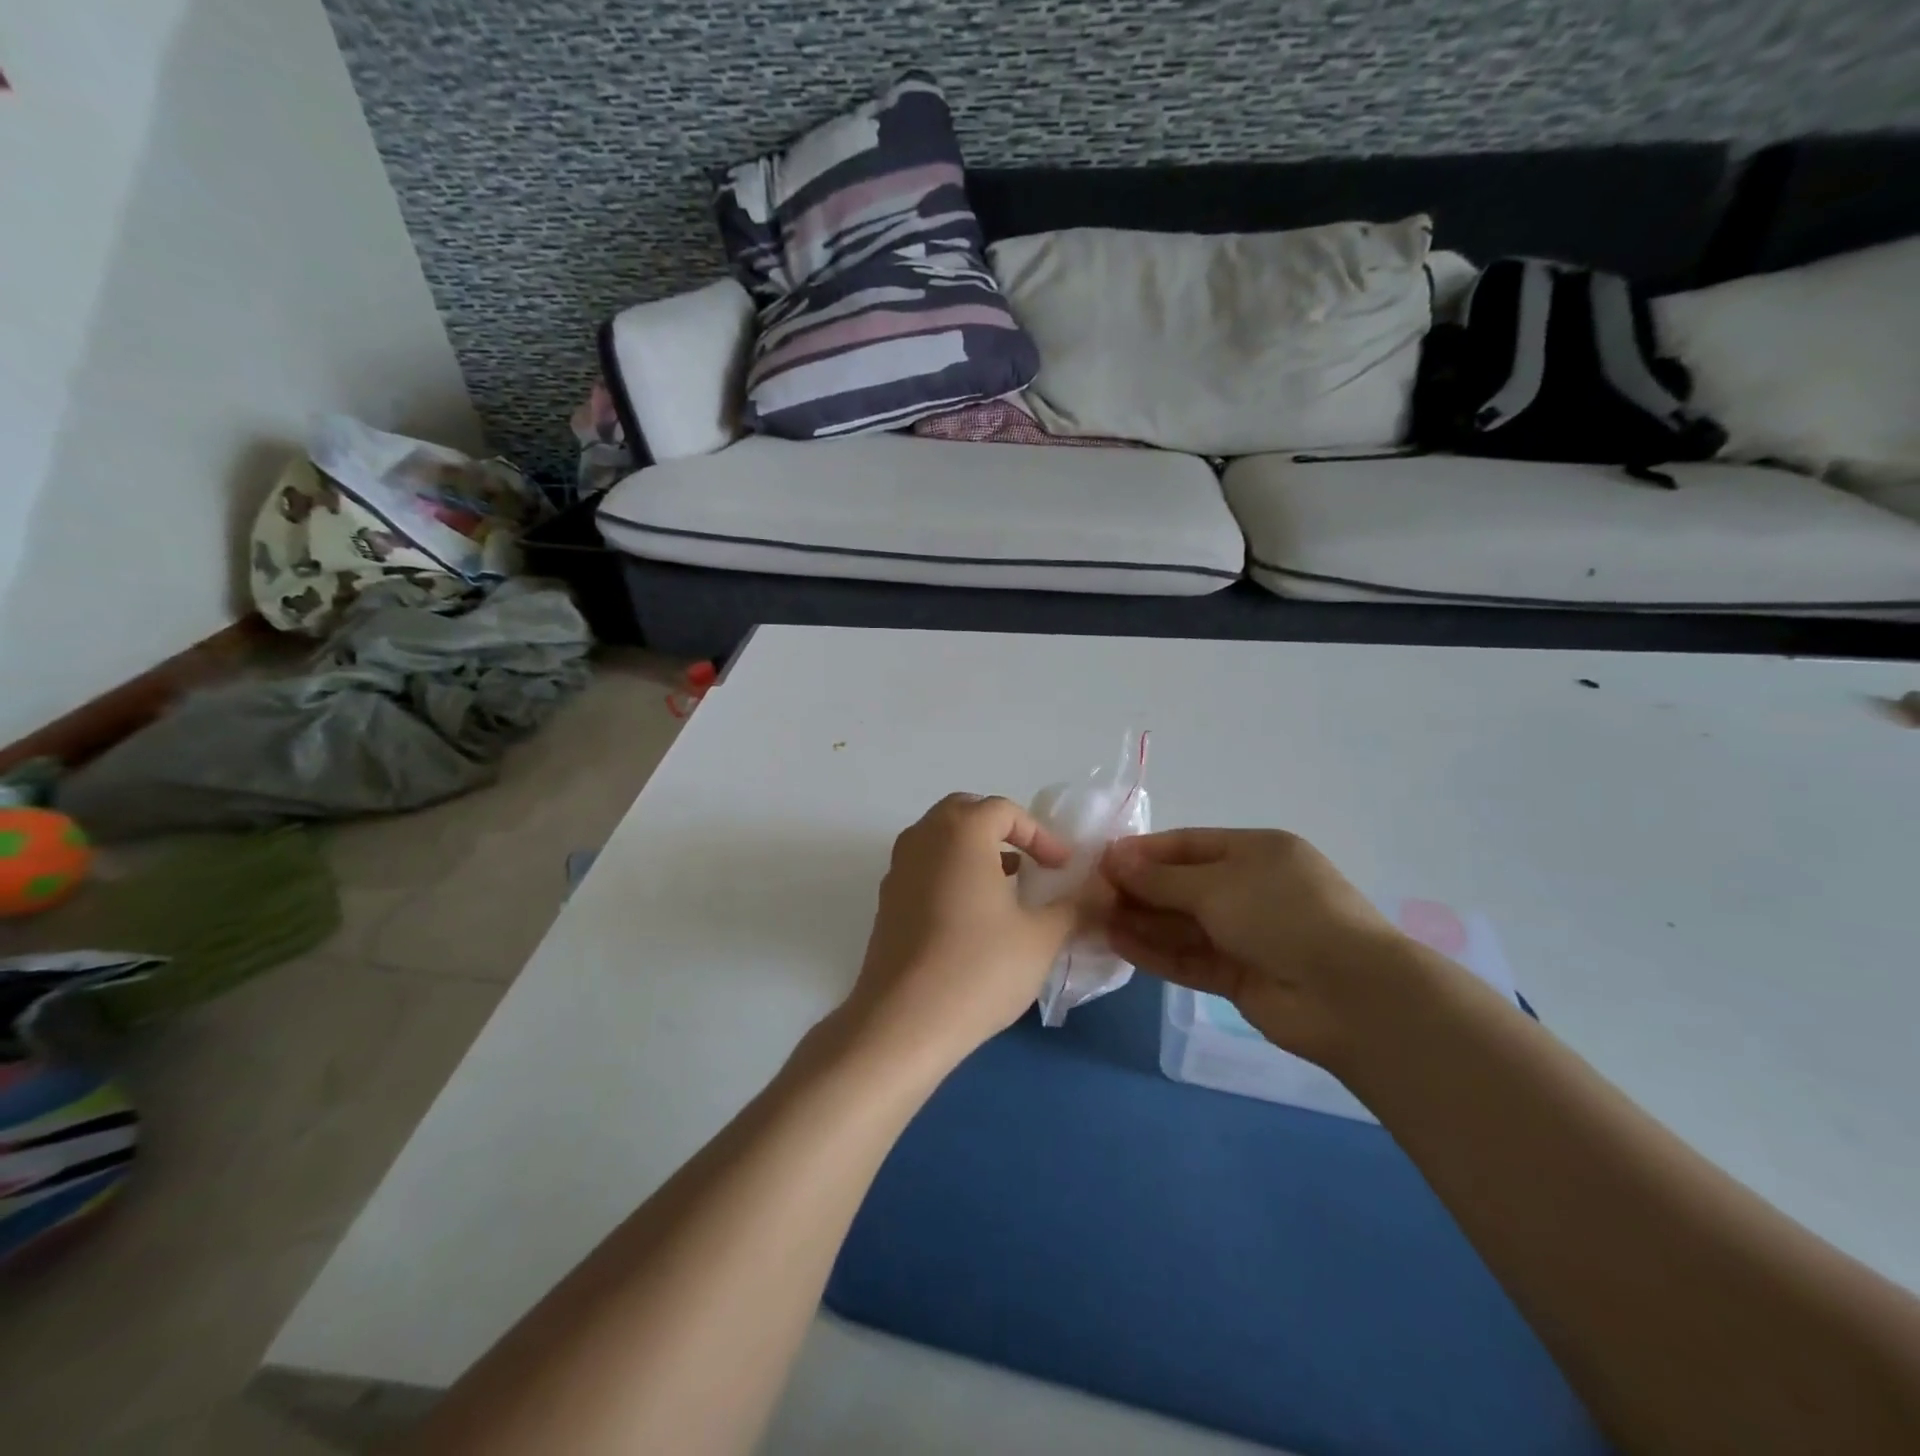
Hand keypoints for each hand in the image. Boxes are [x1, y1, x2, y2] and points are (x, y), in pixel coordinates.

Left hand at [837, 794, 1079, 1075]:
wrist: (903, 1022)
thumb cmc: (978, 968)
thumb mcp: (1041, 938)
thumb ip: (1074, 906)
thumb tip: (1101, 891)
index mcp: (960, 832)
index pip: (1004, 810)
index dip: (1039, 834)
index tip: (1062, 867)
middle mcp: (922, 838)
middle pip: (964, 812)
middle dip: (1001, 830)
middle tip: (1029, 861)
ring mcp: (897, 869)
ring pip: (939, 839)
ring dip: (973, 850)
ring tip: (1005, 886)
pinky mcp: (886, 902)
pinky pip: (923, 867)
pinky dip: (950, 873)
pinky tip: (971, 916)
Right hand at [1102, 829, 1409, 1067]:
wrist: (1350, 996)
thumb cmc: (1283, 915)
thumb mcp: (1218, 885)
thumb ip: (1161, 877)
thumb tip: (1113, 859)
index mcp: (1256, 852)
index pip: (1189, 845)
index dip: (1145, 851)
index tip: (1101, 860)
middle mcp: (1251, 889)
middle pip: (1182, 885)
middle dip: (1138, 888)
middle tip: (1090, 893)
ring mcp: (1246, 935)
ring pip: (1183, 924)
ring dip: (1141, 921)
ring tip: (1094, 919)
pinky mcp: (1240, 976)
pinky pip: (1190, 957)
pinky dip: (1156, 951)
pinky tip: (1118, 944)